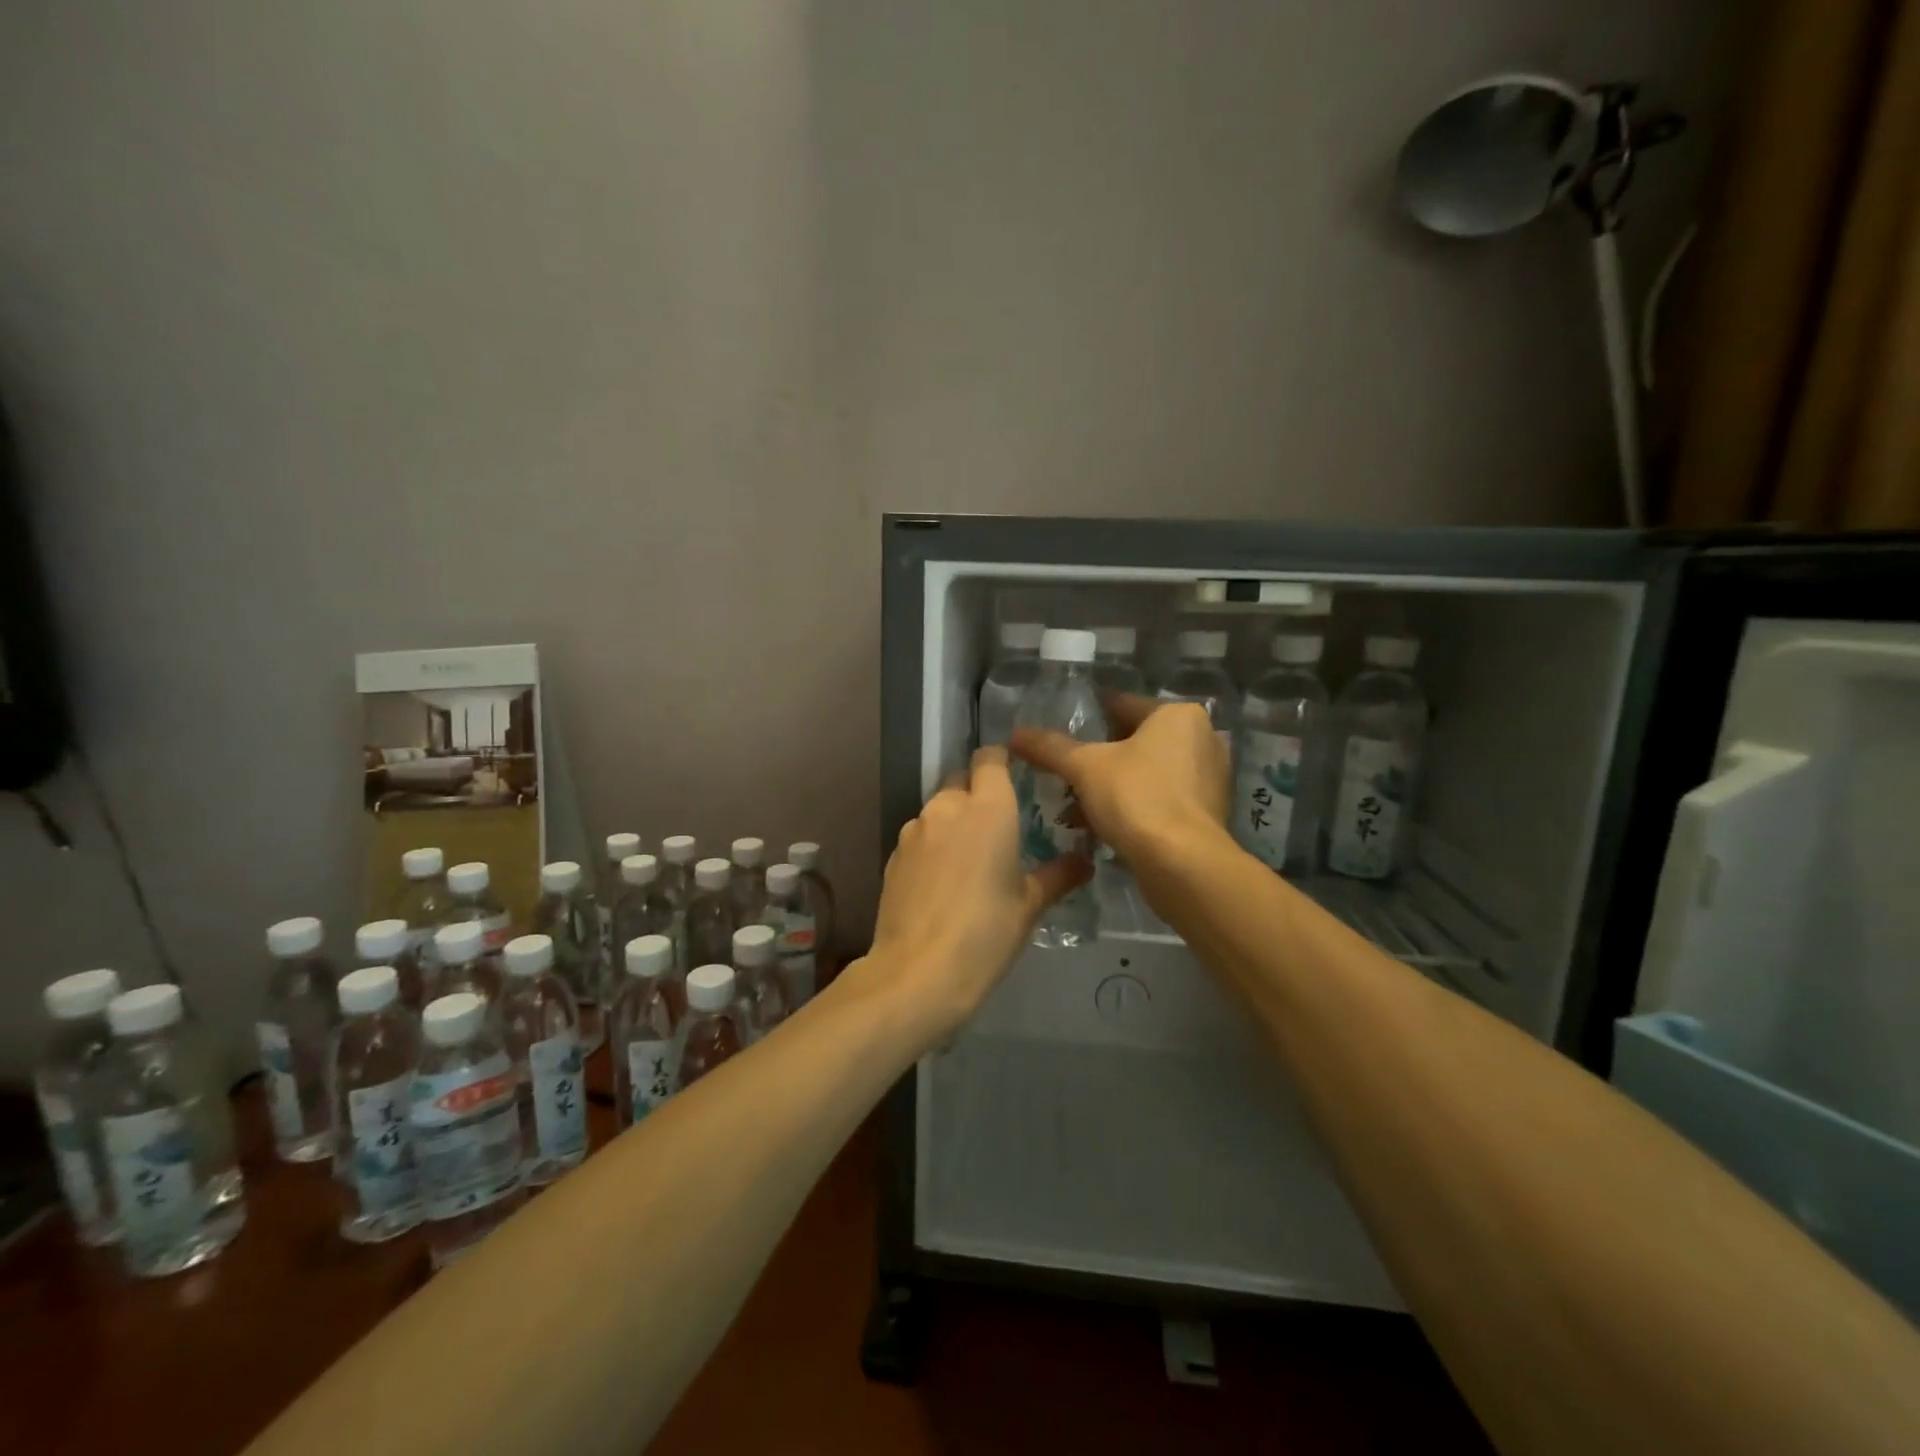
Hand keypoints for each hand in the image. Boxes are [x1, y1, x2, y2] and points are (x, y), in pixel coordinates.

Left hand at [867, 745, 1089, 1041]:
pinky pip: (919, 837)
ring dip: (953, 822)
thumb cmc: (986, 932)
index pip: (990, 758)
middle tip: (998, 826)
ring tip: (969, 860)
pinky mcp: (893, 855)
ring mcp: (914, 830)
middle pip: (961, 779)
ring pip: (937, 809)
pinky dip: (933, 846)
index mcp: (988, 808)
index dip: (1001, 761)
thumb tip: (1084, 861)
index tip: (1014, 776)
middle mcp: (948, 807)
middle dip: (977, 792)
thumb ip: (1057, 876)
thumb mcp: (1029, 906)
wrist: (918, 972)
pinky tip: (941, 882)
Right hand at [1010, 696, 1230, 889]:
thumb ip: (1050, 748)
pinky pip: (1161, 800)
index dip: (1089, 717)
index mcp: (1178, 715)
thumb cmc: (1137, 798)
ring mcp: (1210, 778)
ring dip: (1113, 786)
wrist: (1182, 864)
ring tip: (1076, 805)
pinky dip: (1134, 807)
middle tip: (1067, 772)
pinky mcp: (1208, 813)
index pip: (1122, 705)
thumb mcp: (1084, 767)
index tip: (1062, 730)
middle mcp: (1202, 738)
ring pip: (1148, 773)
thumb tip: (1015, 734)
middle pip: (1136, 741)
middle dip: (1100, 759)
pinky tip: (1101, 826)